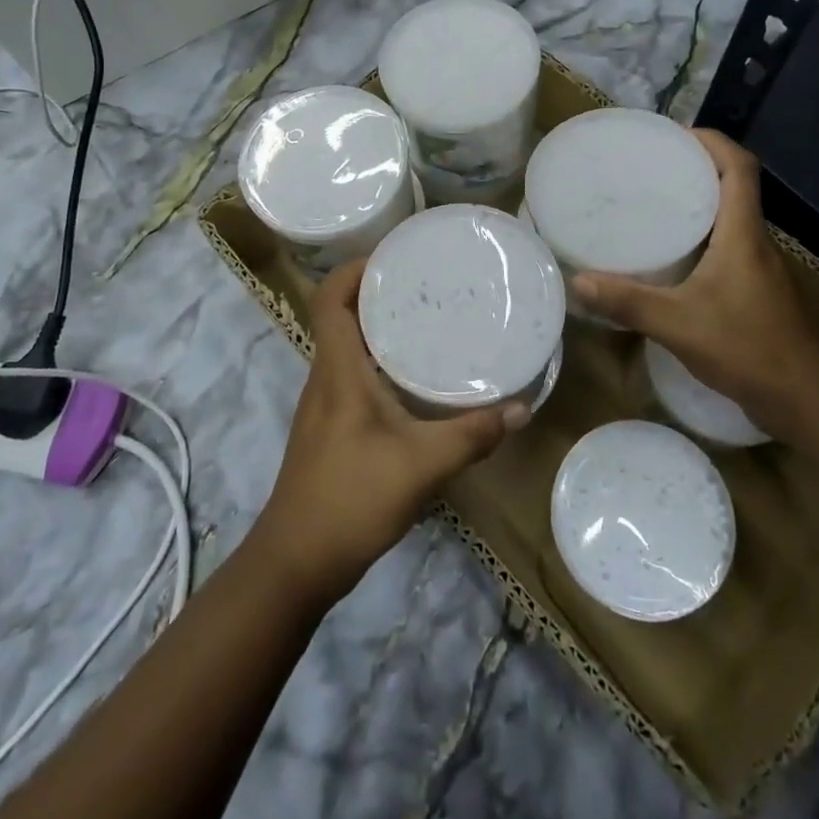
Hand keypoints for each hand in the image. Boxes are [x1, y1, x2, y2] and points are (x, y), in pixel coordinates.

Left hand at [255, 260, 529, 604]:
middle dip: (377, 291)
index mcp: (337, 369)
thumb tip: (521, 409)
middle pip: (340, 314)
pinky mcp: (332, 426)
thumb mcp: (421, 465)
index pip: (329, 298)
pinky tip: (414, 376)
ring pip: (348, 345)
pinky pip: (353, 373)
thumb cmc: (350, 500)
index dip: (354, 268)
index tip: (394, 255)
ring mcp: (325, 402)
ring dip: (378, 325)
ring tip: (426, 317)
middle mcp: (326, 376)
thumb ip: (471, 435)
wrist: (296, 562)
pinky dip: (379, 359)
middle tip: (425, 282)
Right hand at [572, 129, 818, 441]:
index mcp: (743, 234)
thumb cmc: (749, 350)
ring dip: (698, 201)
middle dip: (695, 167)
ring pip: (729, 217)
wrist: (807, 401)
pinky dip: (700, 236)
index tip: (674, 135)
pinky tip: (669, 256)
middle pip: (733, 186)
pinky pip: (726, 245)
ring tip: (651, 202)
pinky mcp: (754, 290)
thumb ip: (628, 303)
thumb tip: (577, 282)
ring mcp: (758, 267)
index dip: (712, 141)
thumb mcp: (679, 325)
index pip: (739, 168)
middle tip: (649, 166)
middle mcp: (755, 241)